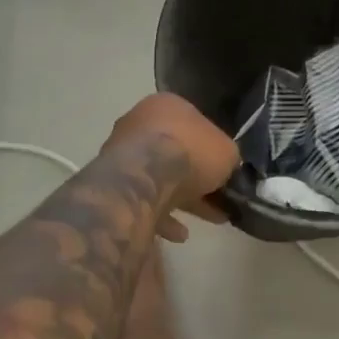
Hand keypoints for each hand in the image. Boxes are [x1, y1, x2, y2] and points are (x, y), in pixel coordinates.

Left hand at [104, 94, 238, 241]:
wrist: (146, 177)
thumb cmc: (191, 152)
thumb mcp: (227, 152)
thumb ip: (227, 157)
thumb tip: (226, 166)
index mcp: (167, 105)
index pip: (194, 124)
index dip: (212, 149)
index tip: (224, 171)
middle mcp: (140, 122)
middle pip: (175, 152)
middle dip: (198, 177)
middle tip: (218, 198)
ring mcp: (121, 152)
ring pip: (158, 177)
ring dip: (182, 199)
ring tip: (209, 218)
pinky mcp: (112, 182)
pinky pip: (142, 199)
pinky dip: (161, 215)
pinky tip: (179, 234)